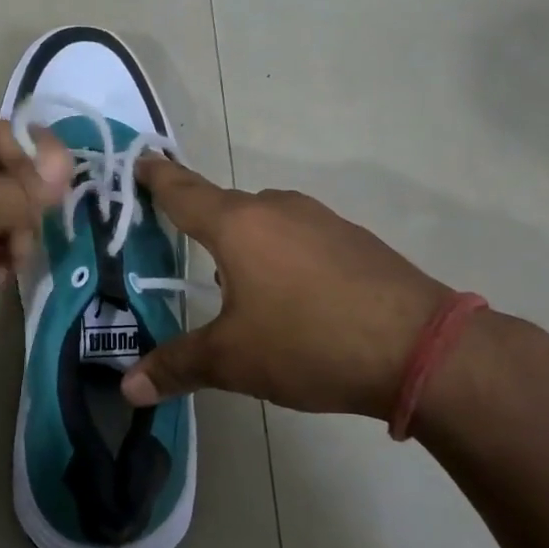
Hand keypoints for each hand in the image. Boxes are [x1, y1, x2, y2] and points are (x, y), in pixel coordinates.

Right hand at [119, 157, 454, 420]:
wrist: (420, 348)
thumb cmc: (309, 342)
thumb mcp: (234, 360)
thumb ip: (177, 366)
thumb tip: (128, 387)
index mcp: (238, 225)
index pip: (184, 192)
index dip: (158, 178)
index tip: (141, 160)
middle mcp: (277, 208)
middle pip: (225, 208)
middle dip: (201, 225)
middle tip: (179, 246)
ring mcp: (321, 220)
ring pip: (265, 224)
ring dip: (244, 246)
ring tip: (236, 288)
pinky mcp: (353, 240)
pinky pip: (299, 238)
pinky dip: (281, 257)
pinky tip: (290, 297)